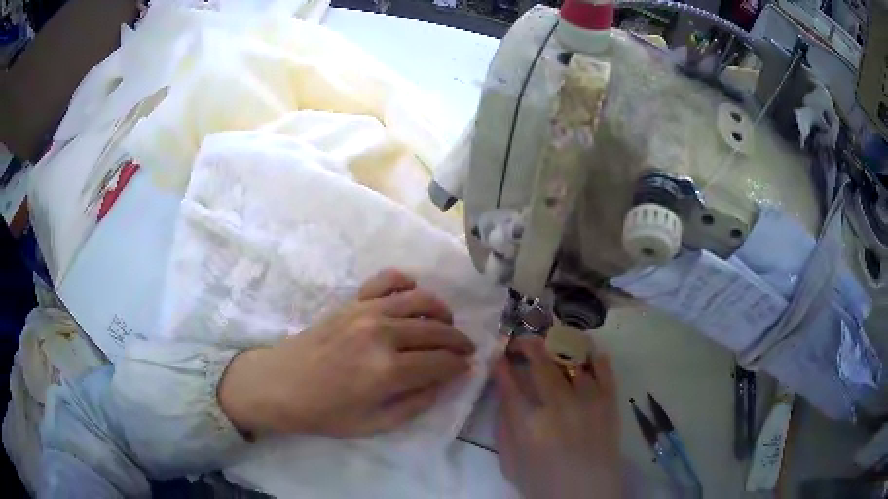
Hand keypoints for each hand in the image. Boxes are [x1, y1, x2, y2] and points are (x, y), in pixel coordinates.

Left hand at [218, 269, 475, 436]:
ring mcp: (366, 311)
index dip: (460, 365)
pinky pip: (387, 280)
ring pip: (421, 301)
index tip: (467, 367)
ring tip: (446, 325)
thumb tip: (448, 381)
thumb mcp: (375, 424)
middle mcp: (382, 334)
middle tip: (465, 349)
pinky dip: (406, 283)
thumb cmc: (326, 412)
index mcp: (387, 371)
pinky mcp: (352, 301)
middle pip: (437, 331)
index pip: (442, 362)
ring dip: (442, 312)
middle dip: (458, 341)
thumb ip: (417, 403)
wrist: (280, 384)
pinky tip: (412, 295)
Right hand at [494, 336, 621, 498]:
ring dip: (559, 346)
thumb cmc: (543, 485)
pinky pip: (604, 370)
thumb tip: (505, 396)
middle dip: (527, 345)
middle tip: (522, 342)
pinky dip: (595, 357)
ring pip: (573, 359)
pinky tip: (587, 353)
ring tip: (553, 342)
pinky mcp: (609, 403)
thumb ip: (504, 428)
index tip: (498, 356)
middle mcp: (558, 406)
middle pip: (540, 363)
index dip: (501, 366)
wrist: (587, 496)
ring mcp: (587, 401)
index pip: (510, 384)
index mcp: (529, 425)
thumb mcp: (510, 464)